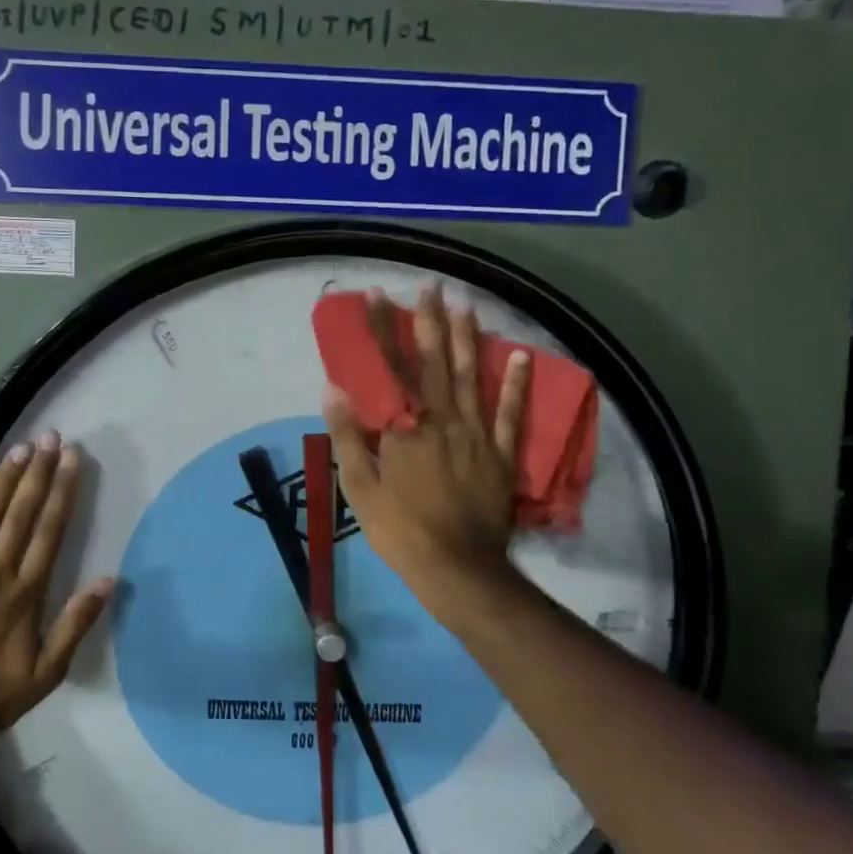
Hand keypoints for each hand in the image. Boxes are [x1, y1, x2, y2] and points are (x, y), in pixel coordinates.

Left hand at [0, 432, 114, 737]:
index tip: (71, 458)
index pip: (50, 529)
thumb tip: (109, 580)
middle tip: (49, 437)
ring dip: (4, 479)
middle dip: (38, 471)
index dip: (62, 490)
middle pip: (21, 512)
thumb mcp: (49, 670)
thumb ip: (76, 623)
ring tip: (20, 449)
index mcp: (26, 592)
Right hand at [322, 285, 529, 618]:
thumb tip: (333, 388)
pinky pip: (510, 413)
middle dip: (430, 321)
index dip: (382, 330)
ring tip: (465, 304)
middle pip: (435, 361)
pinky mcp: (499, 453)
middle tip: (431, 286)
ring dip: (468, 338)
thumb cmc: (399, 529)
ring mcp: (475, 434)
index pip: (389, 368)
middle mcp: (441, 419)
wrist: (457, 567)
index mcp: (404, 427)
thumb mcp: (359, 486)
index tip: (377, 297)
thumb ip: (347, 435)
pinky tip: (519, 355)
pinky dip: (516, 383)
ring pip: (472, 376)